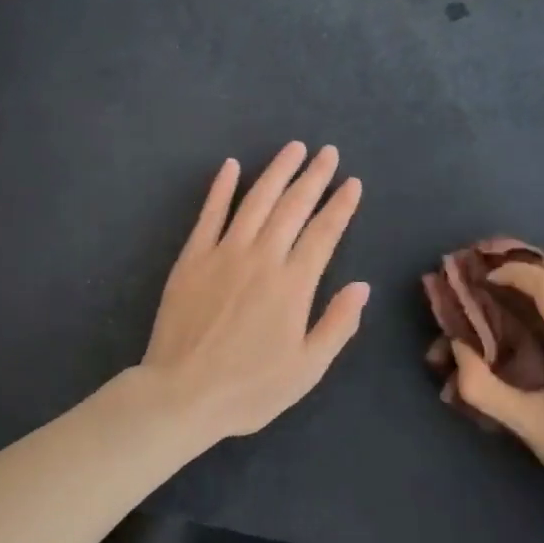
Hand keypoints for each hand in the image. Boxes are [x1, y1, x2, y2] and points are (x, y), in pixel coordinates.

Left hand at [135, 142, 367, 441]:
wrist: (181, 394)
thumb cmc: (249, 388)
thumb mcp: (307, 369)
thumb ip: (338, 325)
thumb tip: (362, 286)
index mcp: (293, 284)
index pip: (324, 233)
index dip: (341, 206)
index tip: (352, 183)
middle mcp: (262, 257)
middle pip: (293, 207)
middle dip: (314, 177)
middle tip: (329, 152)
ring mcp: (224, 253)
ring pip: (256, 200)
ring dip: (277, 171)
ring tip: (294, 148)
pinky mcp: (193, 257)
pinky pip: (210, 214)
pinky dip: (221, 188)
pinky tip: (231, 166)